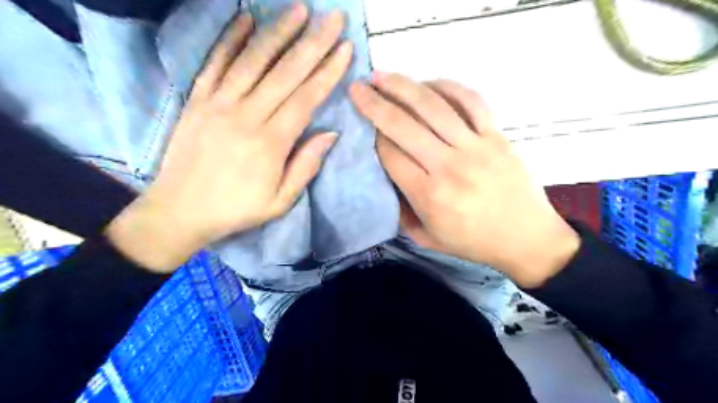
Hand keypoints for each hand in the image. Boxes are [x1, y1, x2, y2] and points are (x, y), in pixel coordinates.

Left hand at [108, 5, 352, 272]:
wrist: (179, 211)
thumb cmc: (236, 209)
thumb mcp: (280, 200)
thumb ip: (306, 165)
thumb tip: (330, 134)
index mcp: (270, 143)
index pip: (305, 98)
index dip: (327, 72)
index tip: (345, 49)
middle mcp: (245, 116)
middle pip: (284, 73)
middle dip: (313, 43)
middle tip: (332, 17)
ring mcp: (218, 104)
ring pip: (252, 60)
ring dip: (278, 32)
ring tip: (299, 9)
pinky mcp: (197, 100)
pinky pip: (214, 63)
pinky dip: (230, 38)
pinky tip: (245, 16)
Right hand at [351, 72, 579, 285]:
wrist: (527, 239)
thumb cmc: (473, 242)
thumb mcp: (427, 238)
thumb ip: (401, 211)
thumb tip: (385, 178)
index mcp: (428, 194)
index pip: (389, 153)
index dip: (372, 136)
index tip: (363, 127)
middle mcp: (448, 165)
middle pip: (403, 124)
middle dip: (375, 103)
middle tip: (358, 88)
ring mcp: (475, 146)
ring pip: (433, 106)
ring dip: (403, 86)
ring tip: (383, 76)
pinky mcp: (497, 135)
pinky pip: (470, 101)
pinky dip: (448, 87)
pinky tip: (429, 83)